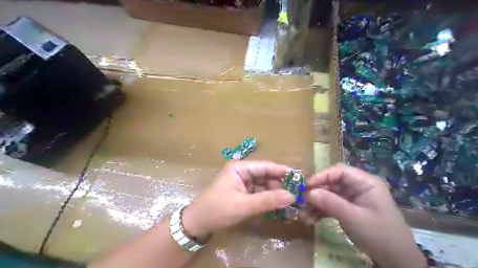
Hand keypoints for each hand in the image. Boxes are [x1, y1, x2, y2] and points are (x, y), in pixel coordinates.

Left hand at [182, 160, 295, 238]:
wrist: (198, 223)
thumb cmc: (218, 209)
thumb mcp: (244, 205)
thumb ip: (268, 200)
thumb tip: (292, 196)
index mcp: (240, 167)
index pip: (265, 166)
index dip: (281, 171)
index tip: (298, 176)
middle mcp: (242, 172)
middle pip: (266, 175)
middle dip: (280, 184)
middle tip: (297, 193)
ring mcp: (242, 182)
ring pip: (264, 185)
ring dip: (275, 193)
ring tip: (291, 201)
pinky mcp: (243, 192)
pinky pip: (259, 193)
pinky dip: (268, 199)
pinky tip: (279, 205)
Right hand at [297, 164, 425, 267]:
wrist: (396, 261)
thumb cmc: (379, 234)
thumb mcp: (354, 218)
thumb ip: (331, 203)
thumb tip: (308, 193)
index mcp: (365, 182)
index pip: (339, 171)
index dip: (322, 176)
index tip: (307, 186)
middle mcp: (357, 187)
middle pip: (331, 183)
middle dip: (316, 193)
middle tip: (301, 202)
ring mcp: (351, 198)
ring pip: (328, 195)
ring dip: (315, 204)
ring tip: (303, 216)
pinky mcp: (347, 208)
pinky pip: (330, 205)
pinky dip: (320, 212)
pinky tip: (310, 220)